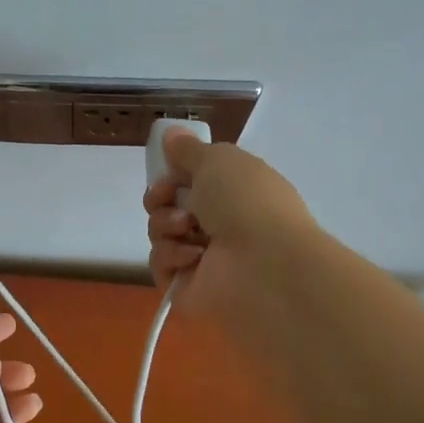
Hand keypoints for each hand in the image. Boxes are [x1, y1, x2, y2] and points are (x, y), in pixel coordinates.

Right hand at [143, 130, 316, 323]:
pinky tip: (192, 256)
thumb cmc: (245, 201)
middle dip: (161, 198)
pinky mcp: (188, 287)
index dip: (171, 174)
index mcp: (232, 191)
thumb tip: (171, 135)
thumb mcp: (217, 159)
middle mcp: (218, 222)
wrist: (263, 263)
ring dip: (165, 225)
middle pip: (168, 206)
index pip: (190, 180)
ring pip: (160, 234)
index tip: (167, 172)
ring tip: (187, 229)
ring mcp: (203, 258)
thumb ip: (188, 149)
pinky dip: (170, 256)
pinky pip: (161, 265)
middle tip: (168, 198)